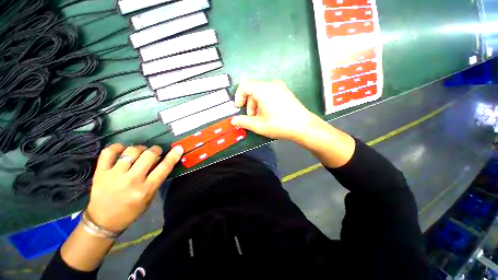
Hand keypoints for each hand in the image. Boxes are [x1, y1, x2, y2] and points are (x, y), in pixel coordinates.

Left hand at [86, 144, 183, 231]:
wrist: (103, 221)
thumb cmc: (131, 211)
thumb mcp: (149, 197)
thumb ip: (156, 179)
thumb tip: (160, 160)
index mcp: (145, 189)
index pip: (164, 168)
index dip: (173, 156)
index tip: (178, 148)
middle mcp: (131, 180)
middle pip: (148, 155)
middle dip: (156, 150)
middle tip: (156, 151)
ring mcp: (114, 175)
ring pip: (131, 151)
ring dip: (140, 148)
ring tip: (141, 151)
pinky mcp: (100, 172)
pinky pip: (108, 153)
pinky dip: (117, 147)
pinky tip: (122, 148)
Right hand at [231, 80, 321, 140]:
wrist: (304, 126)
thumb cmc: (279, 125)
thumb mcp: (259, 125)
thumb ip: (243, 121)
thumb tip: (233, 120)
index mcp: (263, 89)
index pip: (244, 86)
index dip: (238, 97)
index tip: (239, 108)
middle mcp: (271, 84)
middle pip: (252, 89)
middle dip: (249, 104)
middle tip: (252, 117)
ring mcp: (280, 87)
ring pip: (260, 92)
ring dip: (256, 104)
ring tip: (261, 118)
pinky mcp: (285, 92)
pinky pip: (269, 93)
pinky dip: (264, 102)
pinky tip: (269, 113)